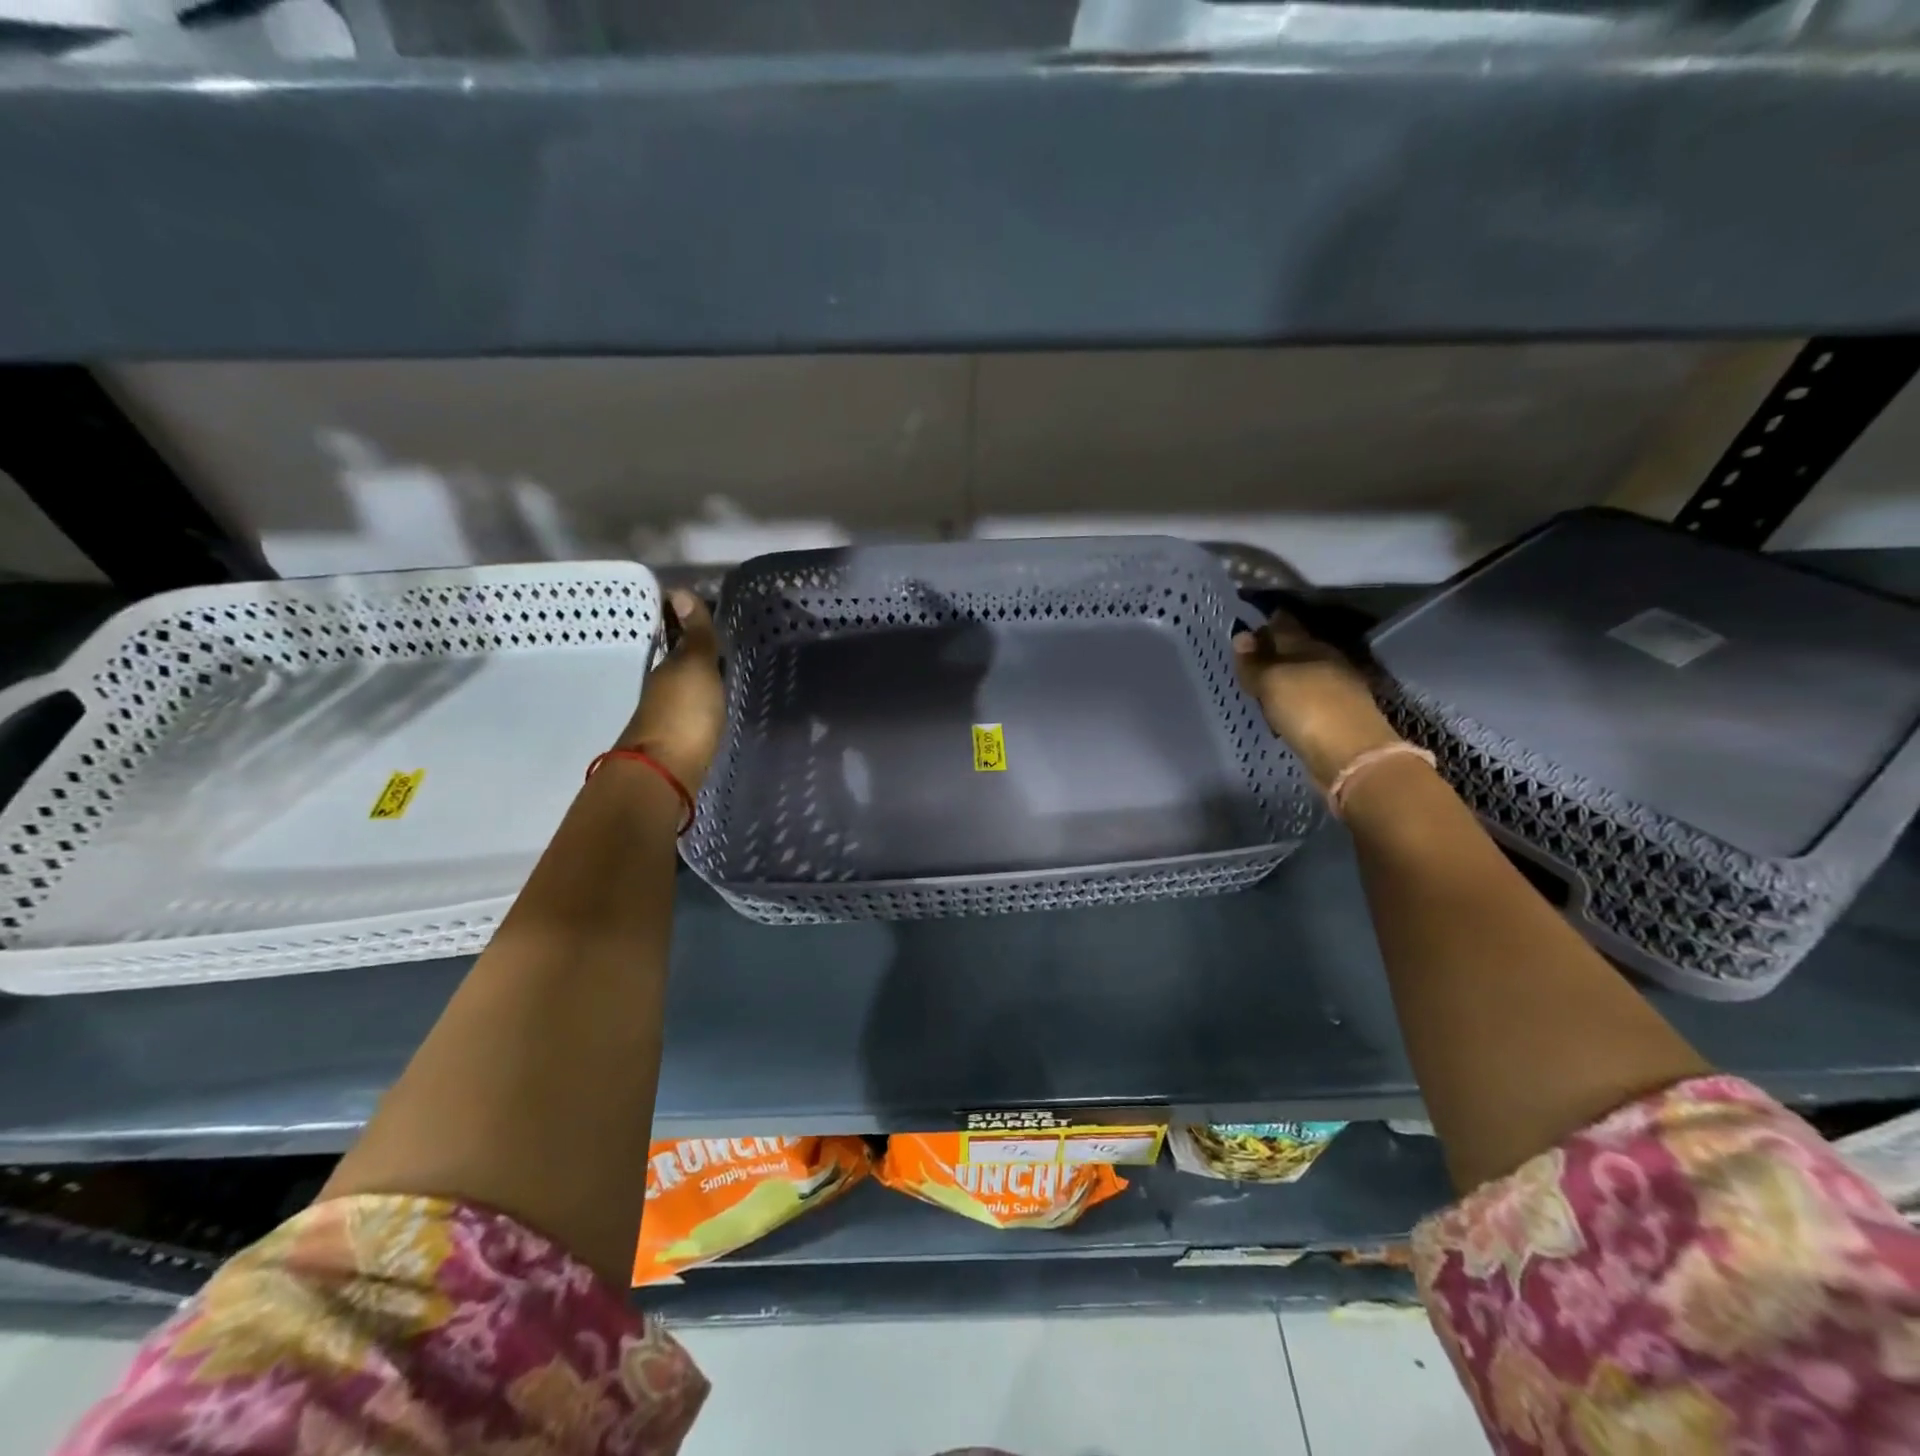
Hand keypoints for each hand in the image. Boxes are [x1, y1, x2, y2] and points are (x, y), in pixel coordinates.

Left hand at [616, 590, 724, 790]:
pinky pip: (690, 714)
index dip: (692, 626)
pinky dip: (699, 706)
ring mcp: (667, 718)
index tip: (710, 615)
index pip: (680, 638)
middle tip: (723, 646)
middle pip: (680, 666)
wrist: (664, 774)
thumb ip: (695, 635)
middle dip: (697, 656)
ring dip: (698, 683)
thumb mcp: (696, 667)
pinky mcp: (676, 744)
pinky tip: (714, 709)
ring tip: (724, 677)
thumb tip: (678, 590)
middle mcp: (662, 689)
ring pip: (684, 690)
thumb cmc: (684, 714)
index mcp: (667, 667)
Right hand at [1233, 610, 1401, 787]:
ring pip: (1300, 674)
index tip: (1245, 626)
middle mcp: (1325, 662)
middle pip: (1294, 649)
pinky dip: (1290, 699)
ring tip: (1258, 684)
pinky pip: (1304, 699)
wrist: (1350, 755)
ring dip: (1281, 676)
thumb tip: (1240, 635)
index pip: (1284, 625)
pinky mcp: (1334, 715)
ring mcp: (1333, 689)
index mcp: (1310, 646)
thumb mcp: (1272, 682)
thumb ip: (1254, 662)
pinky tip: (1279, 708)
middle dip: (1272, 649)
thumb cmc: (1307, 709)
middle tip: (1246, 657)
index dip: (1265, 622)